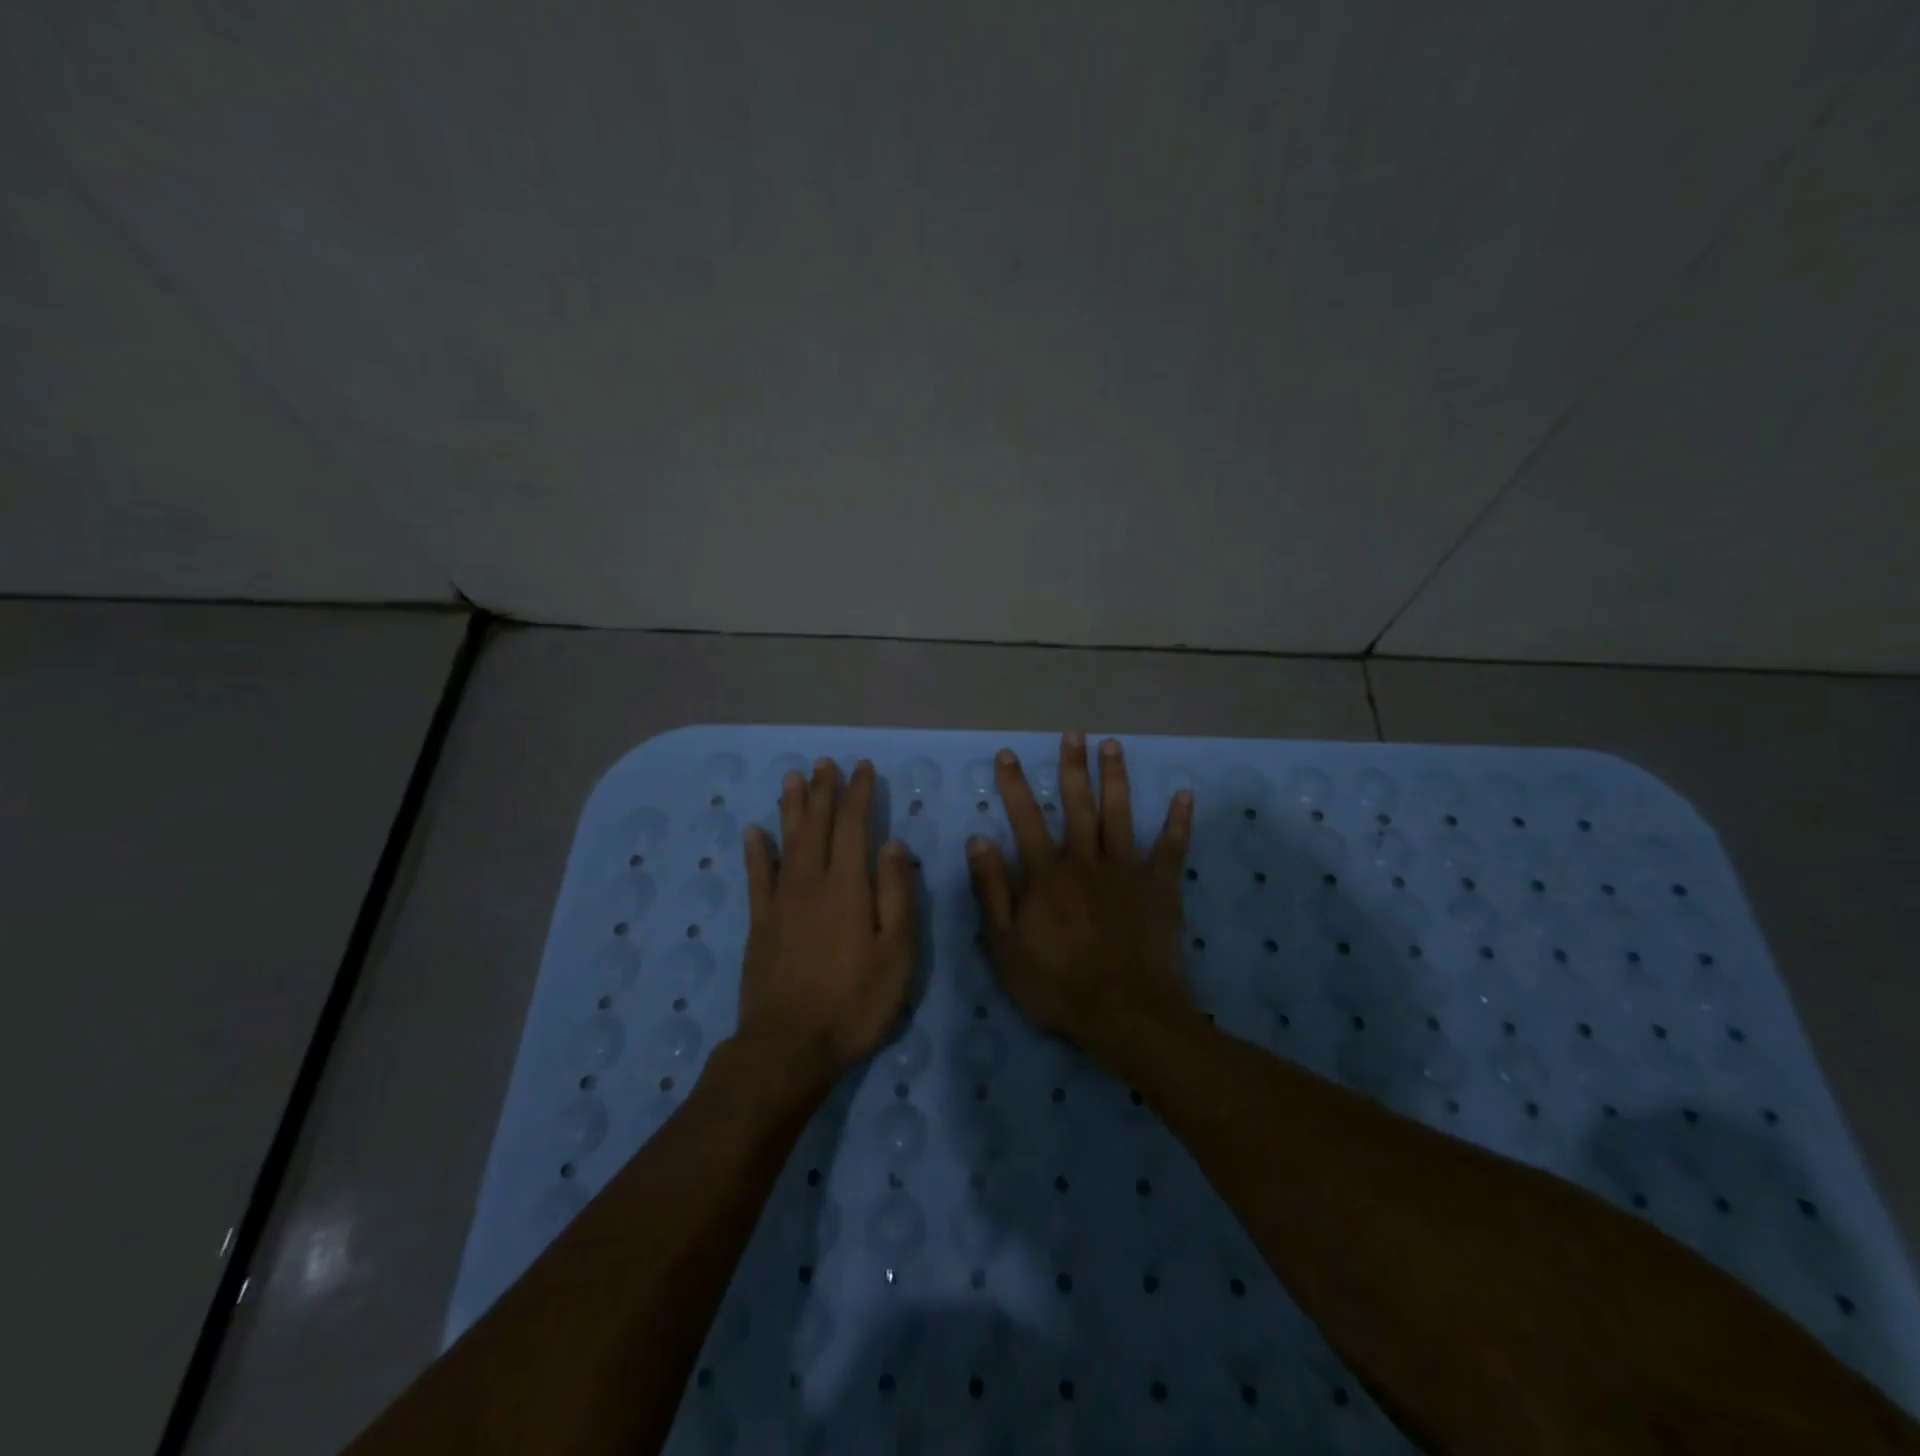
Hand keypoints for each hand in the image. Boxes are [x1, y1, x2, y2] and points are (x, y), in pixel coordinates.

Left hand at [740, 758, 914, 1080]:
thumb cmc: (854, 1002)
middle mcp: (811, 883)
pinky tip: (754, 832)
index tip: (861, 768)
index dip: (858, 794)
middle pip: (816, 826)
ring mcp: (781, 902)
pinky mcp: (760, 924)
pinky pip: (757, 877)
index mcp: (848, 887)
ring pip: (786, 842)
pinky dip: (756, 852)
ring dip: (791, 808)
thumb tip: (893, 844)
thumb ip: (896, 894)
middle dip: (823, 791)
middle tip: (825, 762)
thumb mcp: (896, 953)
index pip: (853, 827)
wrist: (789, 1046)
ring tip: (792, 778)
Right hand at [966, 734, 1195, 1042]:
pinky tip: (1184, 795)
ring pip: (1119, 814)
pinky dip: (1178, 822)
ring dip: (1115, 778)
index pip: (1026, 819)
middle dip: (1072, 767)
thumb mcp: (1005, 945)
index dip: (1015, 785)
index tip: (1009, 755)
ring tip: (1112, 745)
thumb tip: (979, 839)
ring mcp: (1126, 871)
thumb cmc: (1057, 985)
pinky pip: (1171, 848)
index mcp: (1046, 875)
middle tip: (1072, 733)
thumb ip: (991, 890)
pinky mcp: (1159, 887)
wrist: (1124, 1014)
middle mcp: (1085, 861)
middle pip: (1077, 804)